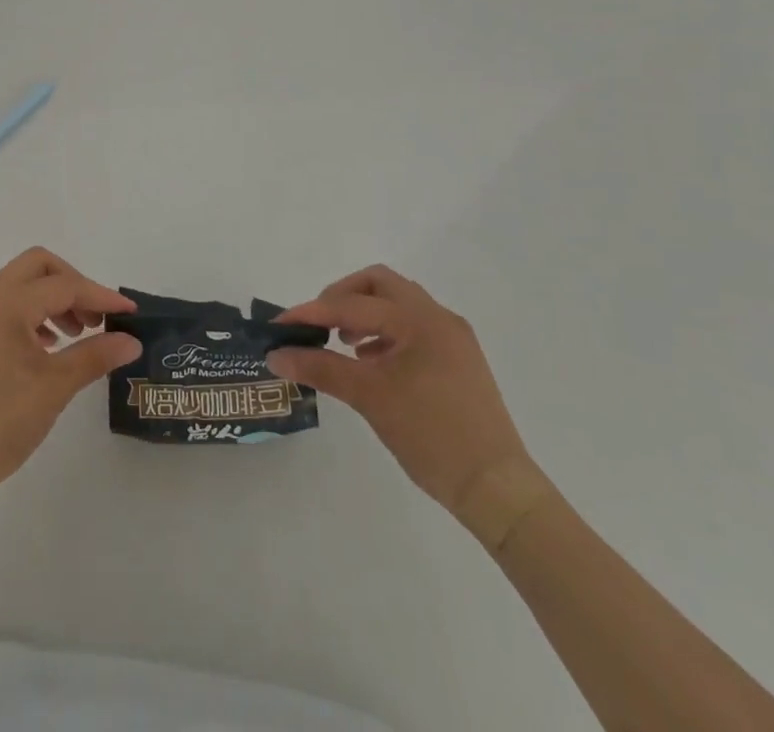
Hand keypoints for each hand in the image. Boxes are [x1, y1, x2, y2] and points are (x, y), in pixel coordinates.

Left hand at [0, 248, 140, 500]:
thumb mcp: (54, 387)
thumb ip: (95, 356)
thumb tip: (131, 341)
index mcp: (6, 303)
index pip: (63, 285)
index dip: (100, 296)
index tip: (131, 314)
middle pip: (38, 267)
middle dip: (73, 285)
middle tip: (97, 318)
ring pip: (20, 285)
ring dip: (52, 300)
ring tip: (77, 336)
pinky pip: (4, 306)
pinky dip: (31, 315)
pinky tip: (46, 349)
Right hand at [268, 266, 545, 537]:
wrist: (497, 489)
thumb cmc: (431, 435)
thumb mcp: (369, 398)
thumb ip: (320, 368)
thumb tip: (276, 355)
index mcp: (419, 319)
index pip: (352, 305)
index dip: (312, 312)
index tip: (280, 326)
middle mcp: (438, 317)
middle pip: (379, 284)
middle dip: (342, 297)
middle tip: (318, 323)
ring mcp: (453, 338)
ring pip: (398, 303)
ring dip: (365, 313)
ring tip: (342, 344)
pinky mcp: (459, 359)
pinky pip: (413, 328)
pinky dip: (385, 332)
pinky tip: (371, 361)